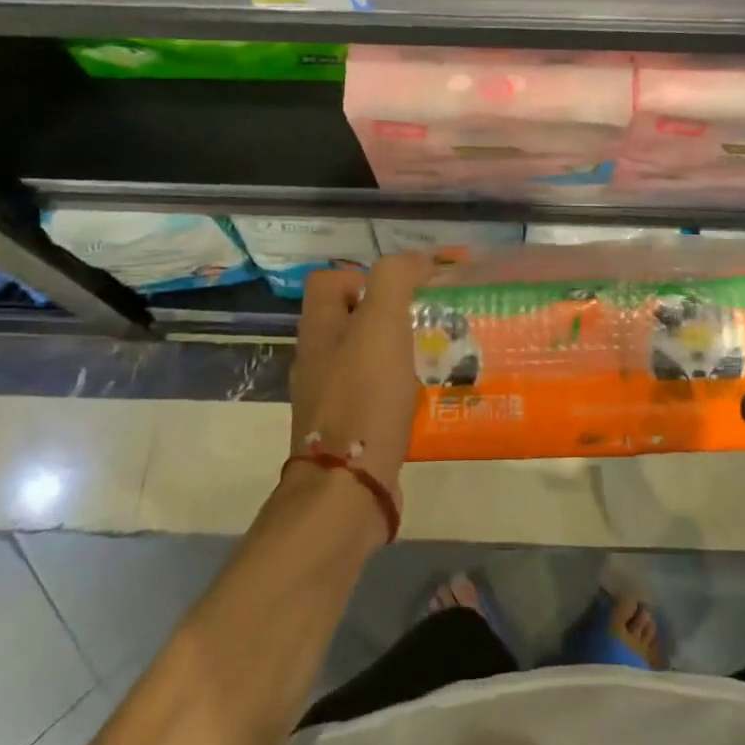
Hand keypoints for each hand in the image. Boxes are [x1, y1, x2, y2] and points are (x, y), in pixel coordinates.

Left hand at [288, 252, 434, 525]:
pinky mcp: (346, 430)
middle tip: (422, 324)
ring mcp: (328, 398)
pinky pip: (371, 394)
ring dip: (393, 353)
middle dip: (385, 316)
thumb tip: (416, 259)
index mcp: (318, 331)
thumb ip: (394, 280)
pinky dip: (394, 390)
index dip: (362, 276)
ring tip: (428, 359)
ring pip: (361, 358)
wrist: (349, 485)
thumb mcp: (382, 324)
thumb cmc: (365, 396)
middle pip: (346, 320)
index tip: (401, 292)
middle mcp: (316, 360)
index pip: (328, 281)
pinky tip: (420, 398)